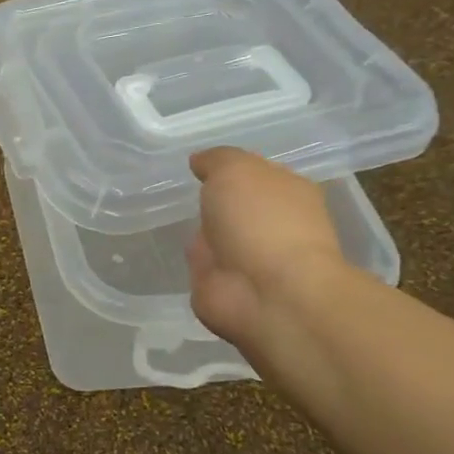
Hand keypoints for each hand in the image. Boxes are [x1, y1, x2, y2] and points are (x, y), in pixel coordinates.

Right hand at [185, 147, 349, 349]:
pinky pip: (203, 265)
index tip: (198, 165)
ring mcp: (248, 258)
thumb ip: (216, 160)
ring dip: (202, 232)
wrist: (267, 293)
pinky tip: (171, 248)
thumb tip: (199, 161)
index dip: (229, 169)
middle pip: (236, 206)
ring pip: (218, 235)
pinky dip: (191, 260)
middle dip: (214, 201)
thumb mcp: (235, 170)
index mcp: (288, 192)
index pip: (256, 174)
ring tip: (165, 216)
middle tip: (176, 190)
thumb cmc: (260, 221)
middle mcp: (272, 224)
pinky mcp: (225, 286)